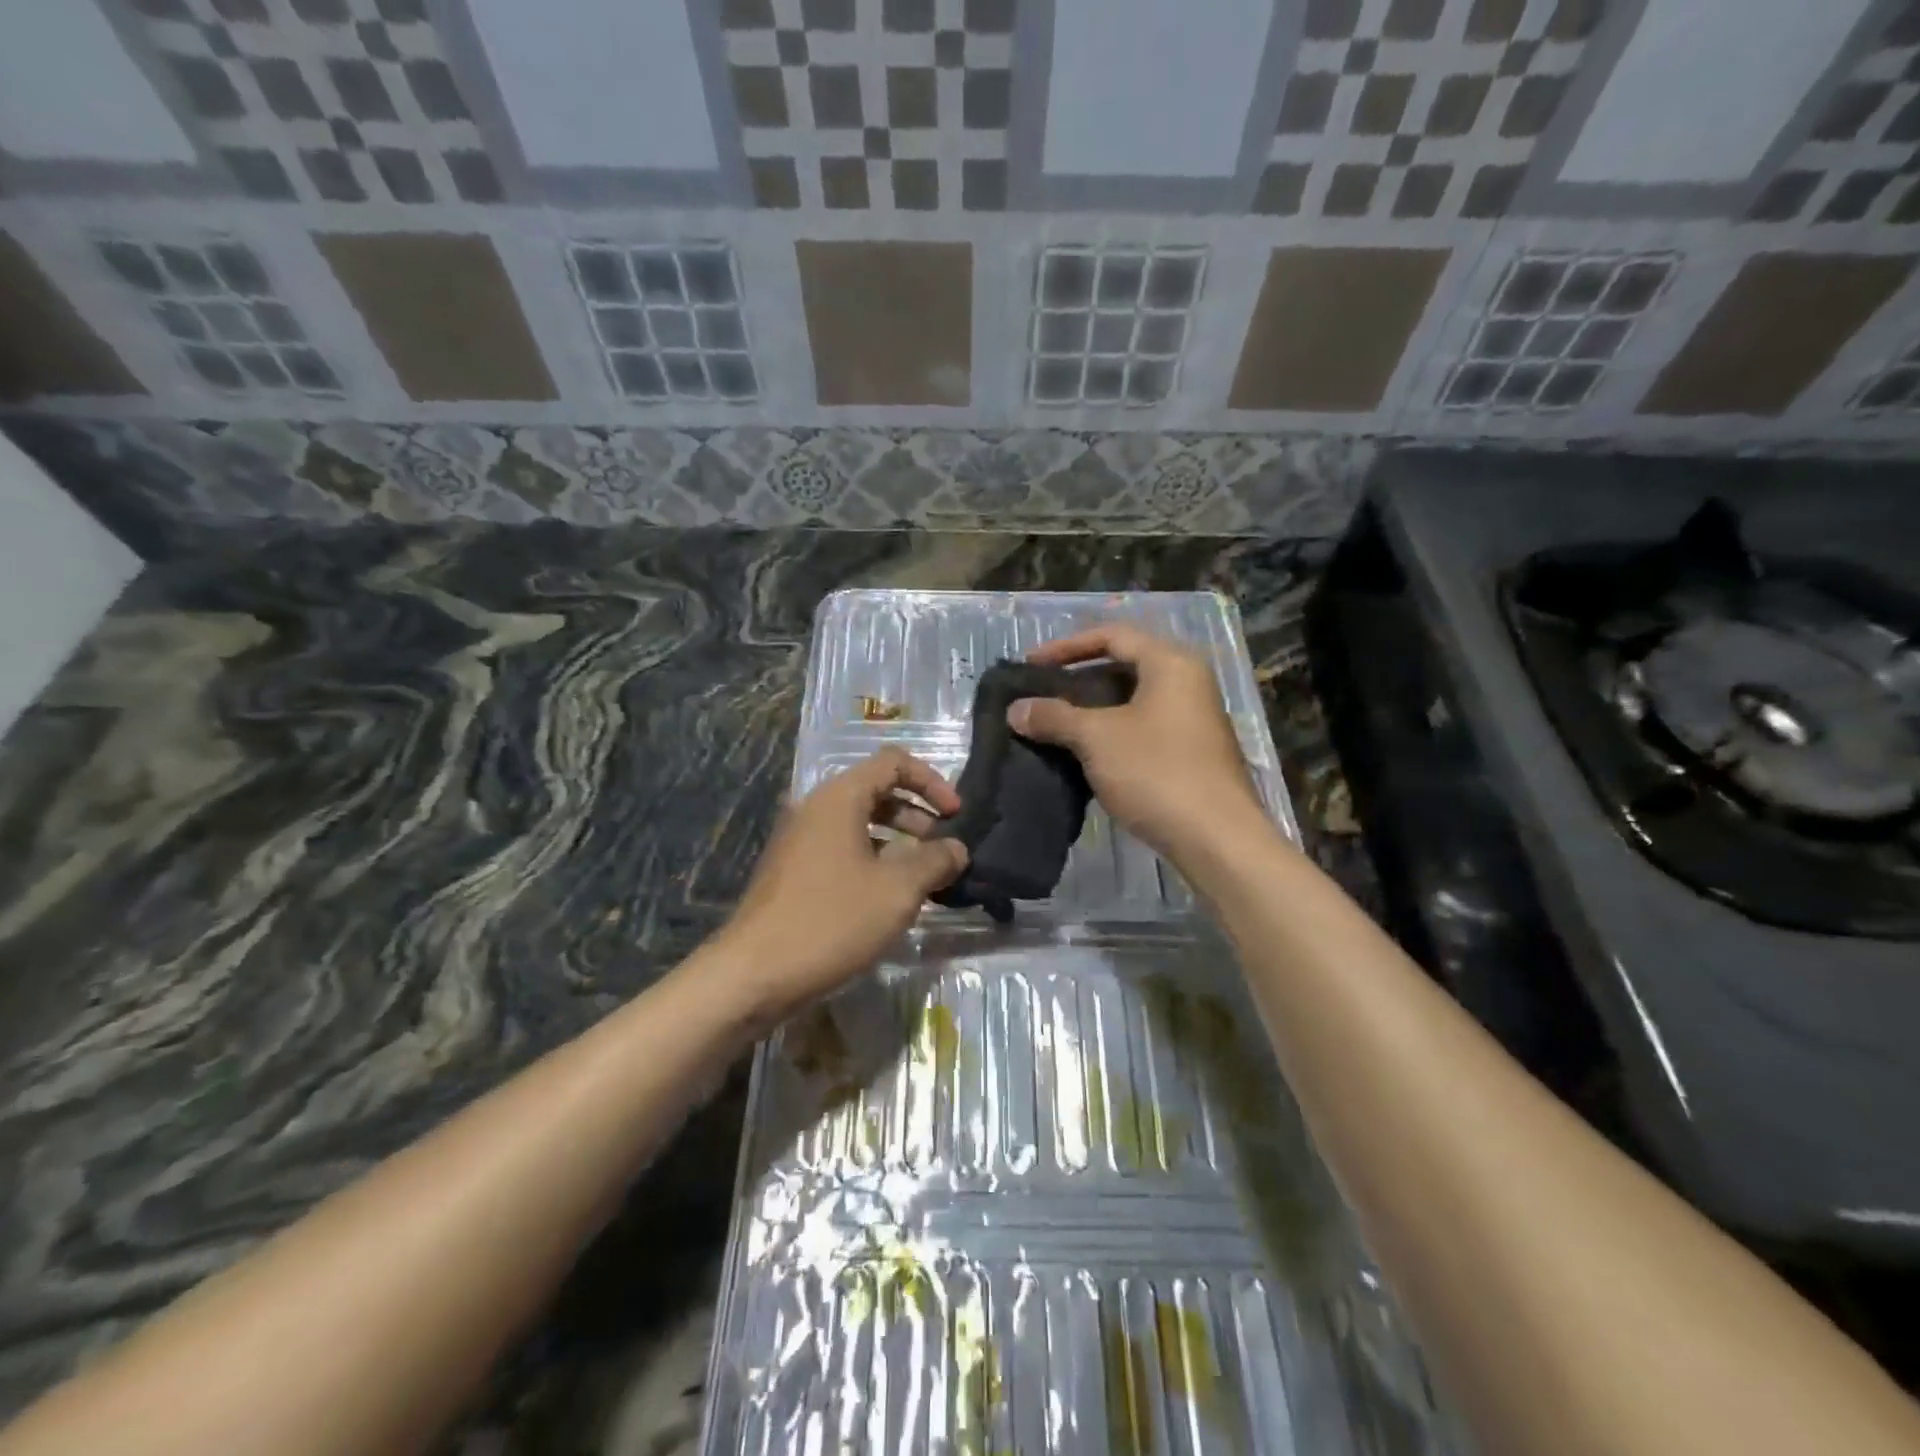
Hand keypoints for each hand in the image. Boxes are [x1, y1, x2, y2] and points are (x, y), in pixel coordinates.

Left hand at [713, 748, 967, 1018]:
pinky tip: (890, 895)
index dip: (932, 781)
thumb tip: (957, 849)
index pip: (893, 762)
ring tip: (924, 874)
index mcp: (839, 798)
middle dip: (917, 812)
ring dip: (898, 838)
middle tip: (944, 847)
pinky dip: (874, 858)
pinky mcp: (793, 870)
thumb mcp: (897, 890)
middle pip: (876, 790)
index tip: (956, 815)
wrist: (754, 974)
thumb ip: (935, 861)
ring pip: (859, 822)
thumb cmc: (831, 921)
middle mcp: (816, 808)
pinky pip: (842, 848)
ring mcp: (800, 840)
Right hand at [1008, 624, 1262, 858]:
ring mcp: (1192, 720)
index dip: (1066, 647)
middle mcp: (1187, 683)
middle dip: (1077, 681)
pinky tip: (1082, 756)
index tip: (1031, 666)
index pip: (1112, 636)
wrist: (1216, 839)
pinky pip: (1141, 729)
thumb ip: (1053, 716)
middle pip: (1123, 667)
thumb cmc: (1156, 772)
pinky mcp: (1190, 754)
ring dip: (1091, 712)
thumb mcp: (1096, 738)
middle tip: (1040, 697)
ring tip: (1053, 727)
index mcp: (1170, 663)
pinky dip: (1110, 735)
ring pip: (1131, 702)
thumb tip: (1015, 709)